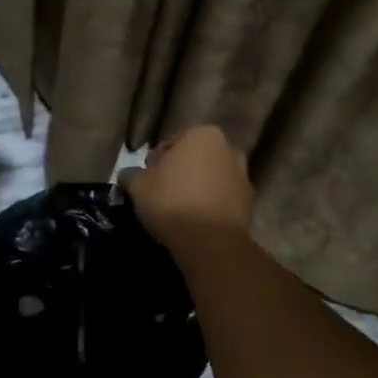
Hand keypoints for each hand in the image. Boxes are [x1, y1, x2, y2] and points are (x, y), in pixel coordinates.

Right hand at [128, 126, 254, 248]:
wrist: (210, 242)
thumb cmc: (171, 202)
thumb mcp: (138, 186)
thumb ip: (131, 175)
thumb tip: (128, 175)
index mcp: (203, 135)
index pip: (170, 144)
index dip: (155, 163)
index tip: (146, 181)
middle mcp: (229, 149)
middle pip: (194, 160)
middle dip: (179, 173)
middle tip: (160, 194)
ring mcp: (243, 177)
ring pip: (210, 179)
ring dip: (196, 189)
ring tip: (178, 211)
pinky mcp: (249, 204)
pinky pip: (222, 199)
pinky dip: (210, 206)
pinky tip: (195, 222)